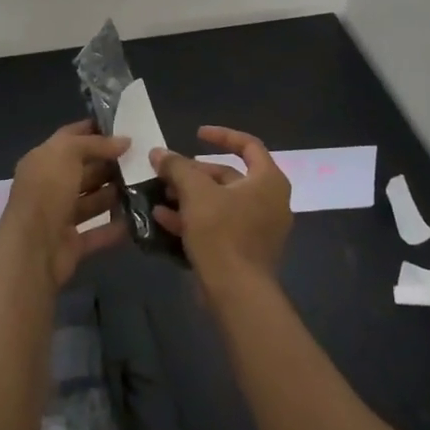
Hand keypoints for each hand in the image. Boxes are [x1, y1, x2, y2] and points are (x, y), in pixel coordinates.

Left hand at [0, 121, 127, 290]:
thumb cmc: (47, 191)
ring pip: (92, 201)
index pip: (70, 138)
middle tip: (141, 157)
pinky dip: (116, 226)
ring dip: (115, 193)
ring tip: (145, 183)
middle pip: (83, 170)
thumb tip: (125, 141)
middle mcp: (50, 186)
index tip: (123, 127)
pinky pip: (98, 232)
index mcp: (43, 161)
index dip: (93, 130)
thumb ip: (96, 144)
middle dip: (109, 163)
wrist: (32, 250)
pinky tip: (139, 216)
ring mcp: (60, 217)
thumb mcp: (68, 153)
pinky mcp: (72, 244)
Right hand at [152, 126, 291, 289]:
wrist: (237, 295)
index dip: (221, 135)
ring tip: (161, 194)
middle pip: (229, 176)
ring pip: (220, 202)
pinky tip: (164, 219)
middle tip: (168, 172)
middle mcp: (270, 201)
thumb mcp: (196, 193)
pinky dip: (195, 219)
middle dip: (194, 173)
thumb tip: (159, 152)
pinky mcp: (246, 251)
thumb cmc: (223, 234)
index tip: (196, 134)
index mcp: (268, 181)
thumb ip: (178, 167)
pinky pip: (220, 225)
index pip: (248, 145)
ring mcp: (259, 228)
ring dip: (190, 197)